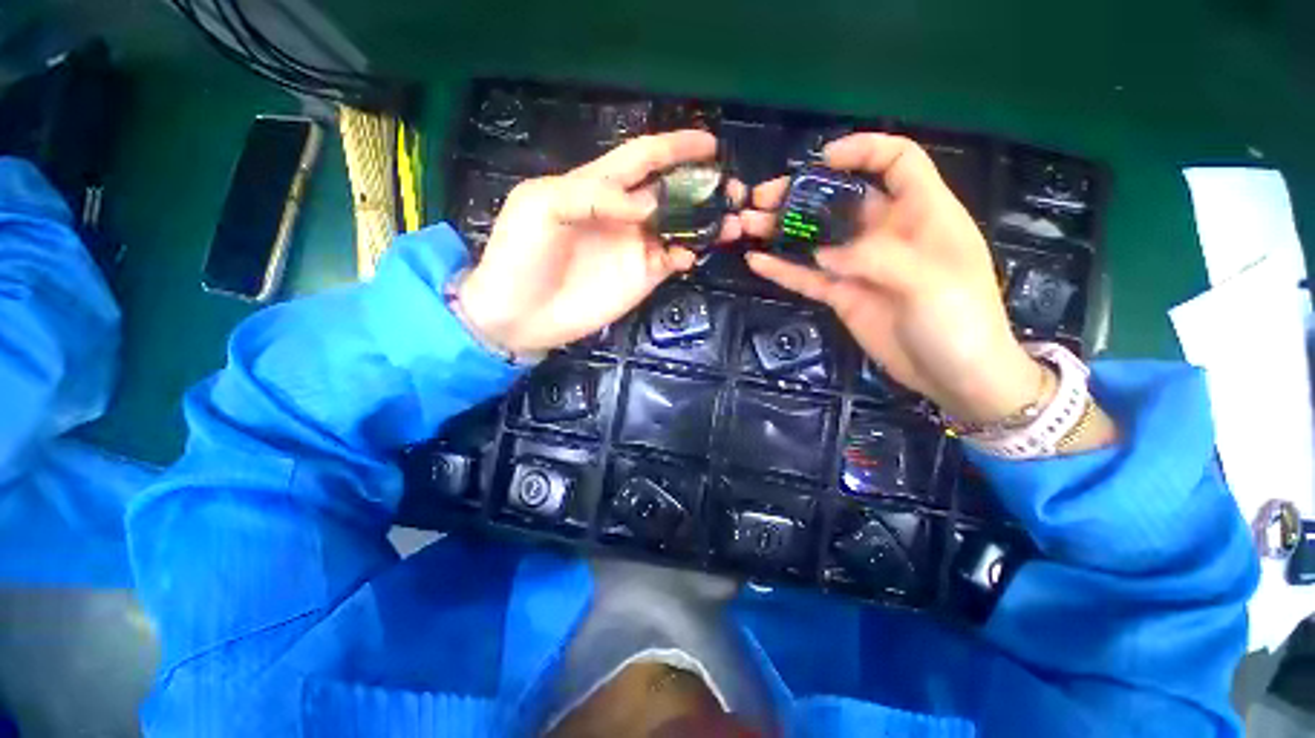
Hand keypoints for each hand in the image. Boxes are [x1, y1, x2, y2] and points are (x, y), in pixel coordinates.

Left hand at [458, 130, 743, 353]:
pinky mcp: (642, 277)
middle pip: (672, 192)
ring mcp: (635, 247)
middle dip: (703, 186)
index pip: (643, 158)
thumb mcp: (542, 206)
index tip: (710, 144)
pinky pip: (674, 260)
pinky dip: (689, 254)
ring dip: (707, 222)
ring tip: (734, 222)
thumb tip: (649, 204)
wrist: (519, 314)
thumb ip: (594, 195)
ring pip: (681, 227)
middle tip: (734, 189)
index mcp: (598, 186)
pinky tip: (694, 255)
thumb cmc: (520, 255)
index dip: (675, 147)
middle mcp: (624, 214)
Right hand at [740, 133, 1041, 423]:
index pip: (897, 162)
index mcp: (923, 213)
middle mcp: (888, 233)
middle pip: (841, 200)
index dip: (863, 151)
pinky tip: (757, 262)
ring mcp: (861, 267)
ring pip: (817, 239)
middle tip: (762, 197)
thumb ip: (876, 259)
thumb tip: (823, 253)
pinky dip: (783, 270)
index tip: (823, 161)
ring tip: (748, 224)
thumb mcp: (929, 281)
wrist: (955, 377)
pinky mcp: (843, 296)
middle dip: (802, 194)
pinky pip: (808, 278)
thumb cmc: (961, 322)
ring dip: (783, 230)